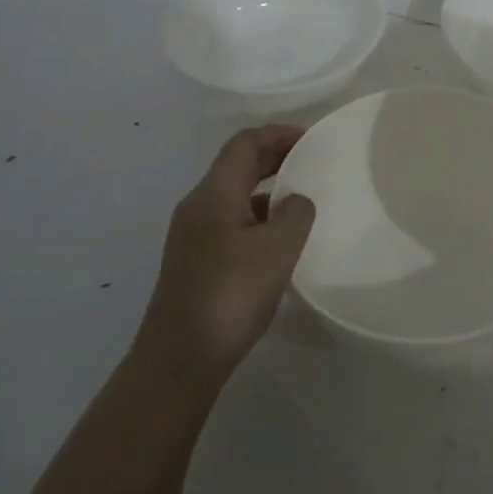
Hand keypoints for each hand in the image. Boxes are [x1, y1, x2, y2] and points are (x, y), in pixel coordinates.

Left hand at [137, 125, 316, 389]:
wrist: (179, 359)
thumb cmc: (231, 294)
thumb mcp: (278, 249)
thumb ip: (296, 213)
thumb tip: (295, 201)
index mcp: (214, 192)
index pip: (245, 143)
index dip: (279, 134)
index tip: (313, 140)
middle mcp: (197, 205)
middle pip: (237, 165)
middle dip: (274, 157)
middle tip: (312, 163)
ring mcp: (191, 235)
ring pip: (233, 194)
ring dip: (266, 189)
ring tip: (301, 201)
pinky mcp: (193, 261)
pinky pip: (229, 220)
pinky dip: (256, 216)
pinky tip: (278, 241)